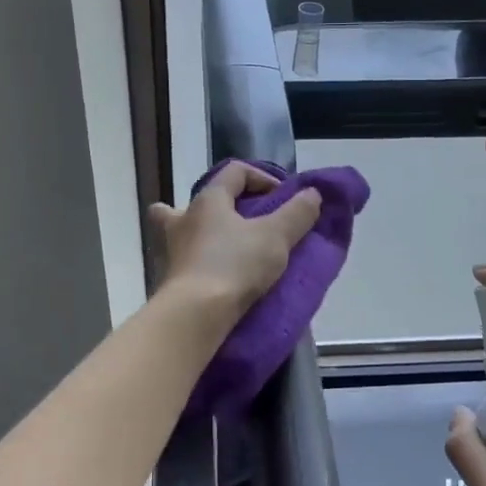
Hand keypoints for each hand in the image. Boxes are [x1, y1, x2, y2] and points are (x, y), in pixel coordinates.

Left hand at [149, 162, 322, 320]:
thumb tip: (312, 193)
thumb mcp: (276, 237)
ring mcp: (173, 250)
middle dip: (219, 204)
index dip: (263, 177)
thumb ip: (297, 213)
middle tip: (240, 219)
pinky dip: (200, 263)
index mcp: (208, 200)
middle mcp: (184, 219)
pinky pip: (186, 261)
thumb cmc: (235, 265)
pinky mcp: (172, 279)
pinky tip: (216, 275)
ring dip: (202, 233)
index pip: (235, 171)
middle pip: (199, 200)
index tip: (283, 199)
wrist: (196, 314)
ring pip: (181, 230)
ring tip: (224, 247)